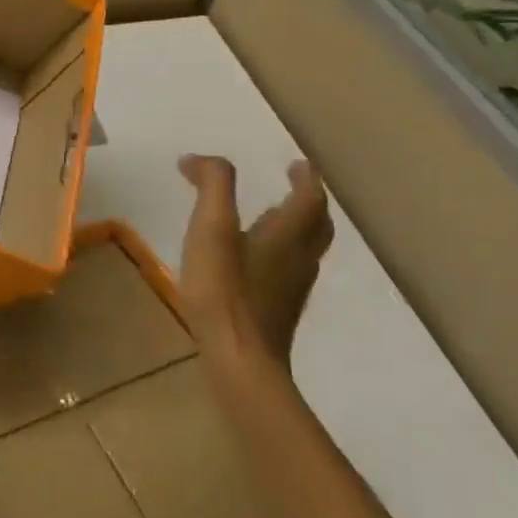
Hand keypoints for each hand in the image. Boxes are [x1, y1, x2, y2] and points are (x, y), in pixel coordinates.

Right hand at [176, 155, 332, 367]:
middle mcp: (298, 258)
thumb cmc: (224, 290)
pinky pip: (289, 270)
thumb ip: (212, 186)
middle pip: (317, 224)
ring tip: (272, 217)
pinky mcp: (278, 309)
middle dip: (308, 201)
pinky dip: (281, 252)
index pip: (309, 198)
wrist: (240, 359)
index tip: (297, 163)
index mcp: (287, 235)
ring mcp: (291, 288)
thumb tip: (200, 159)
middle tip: (293, 185)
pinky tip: (254, 261)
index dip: (305, 177)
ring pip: (306, 249)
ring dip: (297, 226)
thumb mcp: (211, 228)